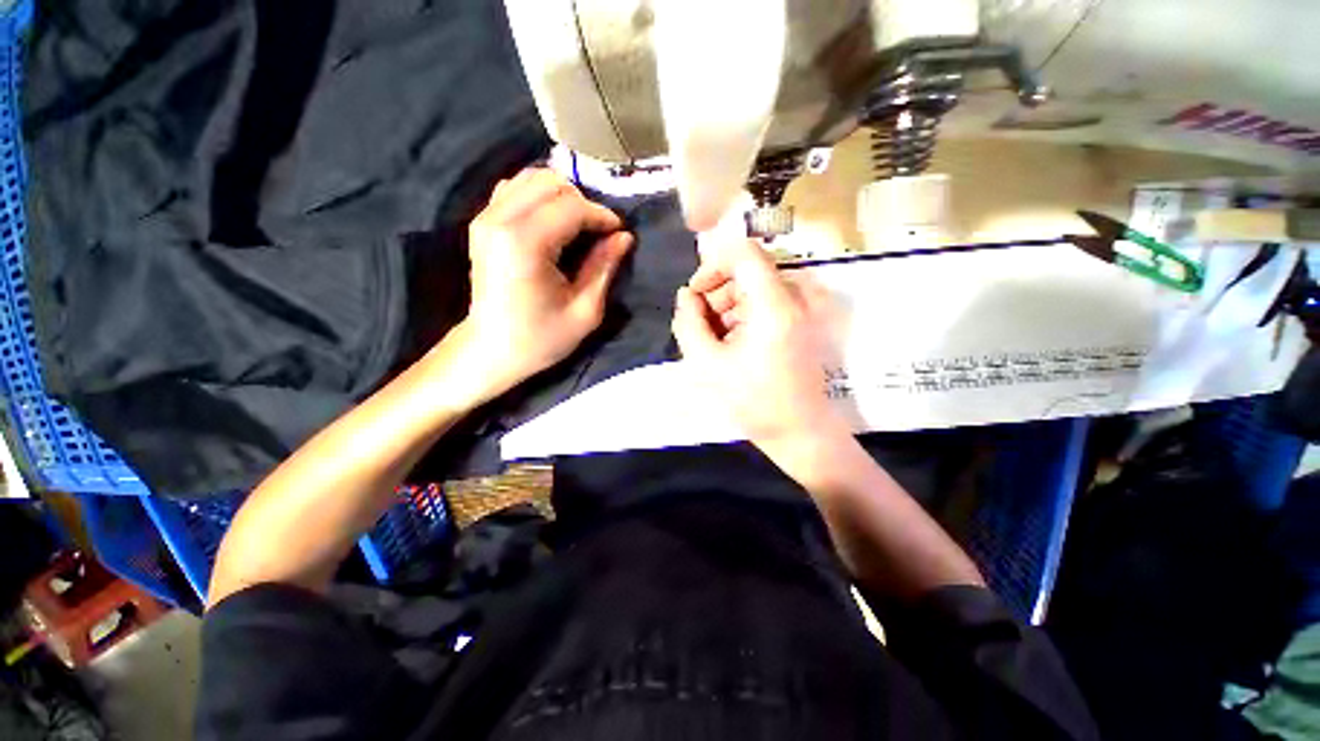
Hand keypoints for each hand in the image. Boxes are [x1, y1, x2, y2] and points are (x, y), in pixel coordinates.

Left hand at [456, 169, 633, 397]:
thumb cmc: (541, 338)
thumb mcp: (584, 311)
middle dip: (583, 203)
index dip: (602, 216)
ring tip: (579, 226)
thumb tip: (624, 237)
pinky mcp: (482, 221)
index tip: (619, 233)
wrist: (490, 349)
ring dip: (562, 197)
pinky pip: (515, 189)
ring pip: (532, 178)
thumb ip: (604, 267)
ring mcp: (486, 217)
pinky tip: (553, 223)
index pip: (572, 207)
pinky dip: (540, 197)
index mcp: (525, 244)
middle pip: (551, 182)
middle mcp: (500, 220)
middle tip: (599, 232)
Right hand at [671, 238, 847, 449]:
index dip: (712, 266)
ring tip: (714, 340)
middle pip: (748, 269)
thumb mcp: (708, 364)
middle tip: (700, 325)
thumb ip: (689, 323)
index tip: (695, 295)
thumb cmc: (754, 401)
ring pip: (755, 286)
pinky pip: (767, 302)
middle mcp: (796, 297)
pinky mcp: (803, 321)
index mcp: (775, 305)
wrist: (801, 432)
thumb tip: (686, 295)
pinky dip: (744, 315)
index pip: (743, 252)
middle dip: (717, 292)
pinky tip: (733, 343)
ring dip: (728, 306)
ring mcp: (803, 309)